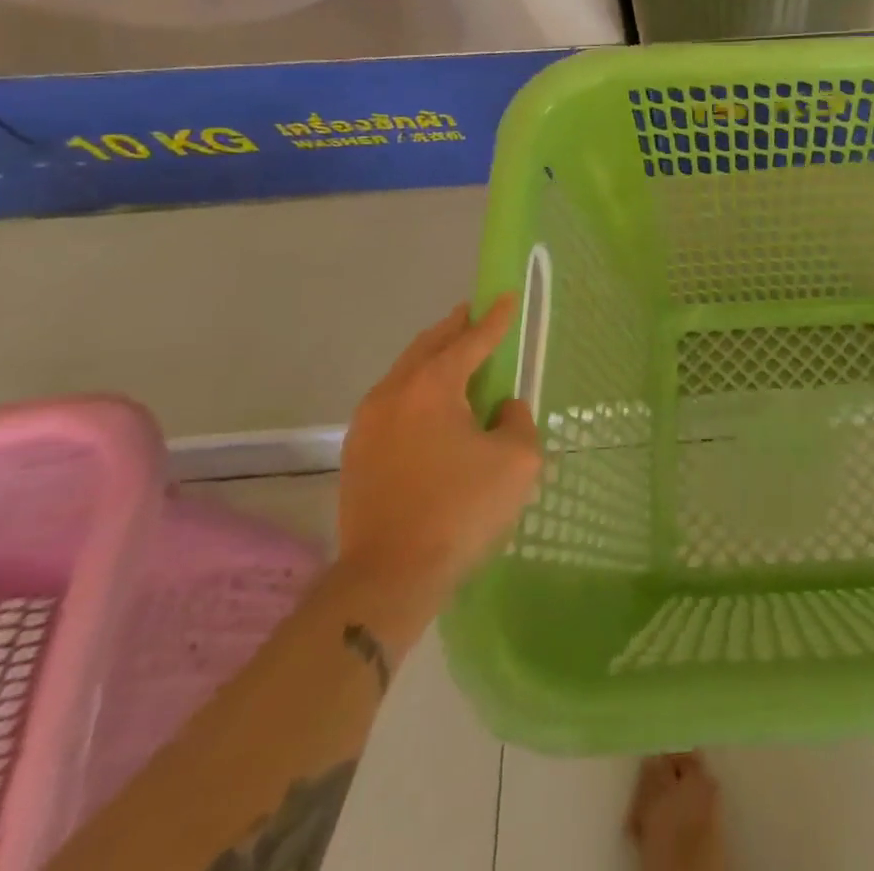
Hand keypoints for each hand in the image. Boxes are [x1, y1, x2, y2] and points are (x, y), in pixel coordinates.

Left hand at [336, 297, 539, 632]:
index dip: (494, 319)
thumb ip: (517, 421)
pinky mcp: (357, 454)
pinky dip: (415, 389)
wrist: (388, 577)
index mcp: (433, 386)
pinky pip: (392, 402)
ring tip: (454, 356)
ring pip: (404, 373)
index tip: (505, 296)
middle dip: (454, 328)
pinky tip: (430, 407)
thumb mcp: (516, 461)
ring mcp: (368, 424)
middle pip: (428, 346)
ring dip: (431, 358)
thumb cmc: (460, 511)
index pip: (471, 340)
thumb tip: (500, 409)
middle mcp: (394, 393)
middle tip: (473, 315)